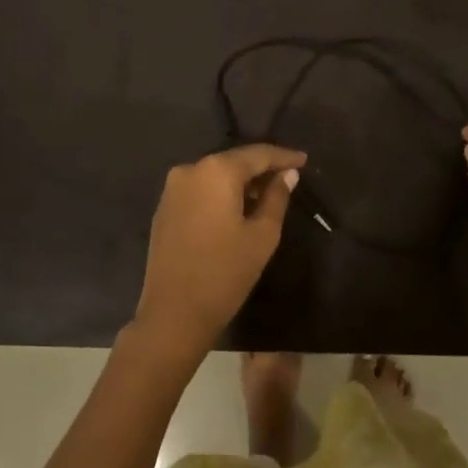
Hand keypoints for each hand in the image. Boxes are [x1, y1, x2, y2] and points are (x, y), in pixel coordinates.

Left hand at [132, 143, 306, 362]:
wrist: (173, 313)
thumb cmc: (225, 273)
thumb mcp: (262, 235)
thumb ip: (277, 198)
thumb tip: (287, 175)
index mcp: (216, 171)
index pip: (257, 154)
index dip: (283, 156)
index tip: (303, 160)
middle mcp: (190, 169)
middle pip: (233, 161)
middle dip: (261, 168)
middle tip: (288, 178)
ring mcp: (172, 188)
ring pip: (215, 175)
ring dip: (240, 182)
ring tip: (266, 195)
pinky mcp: (164, 207)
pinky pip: (199, 189)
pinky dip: (220, 193)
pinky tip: (236, 208)